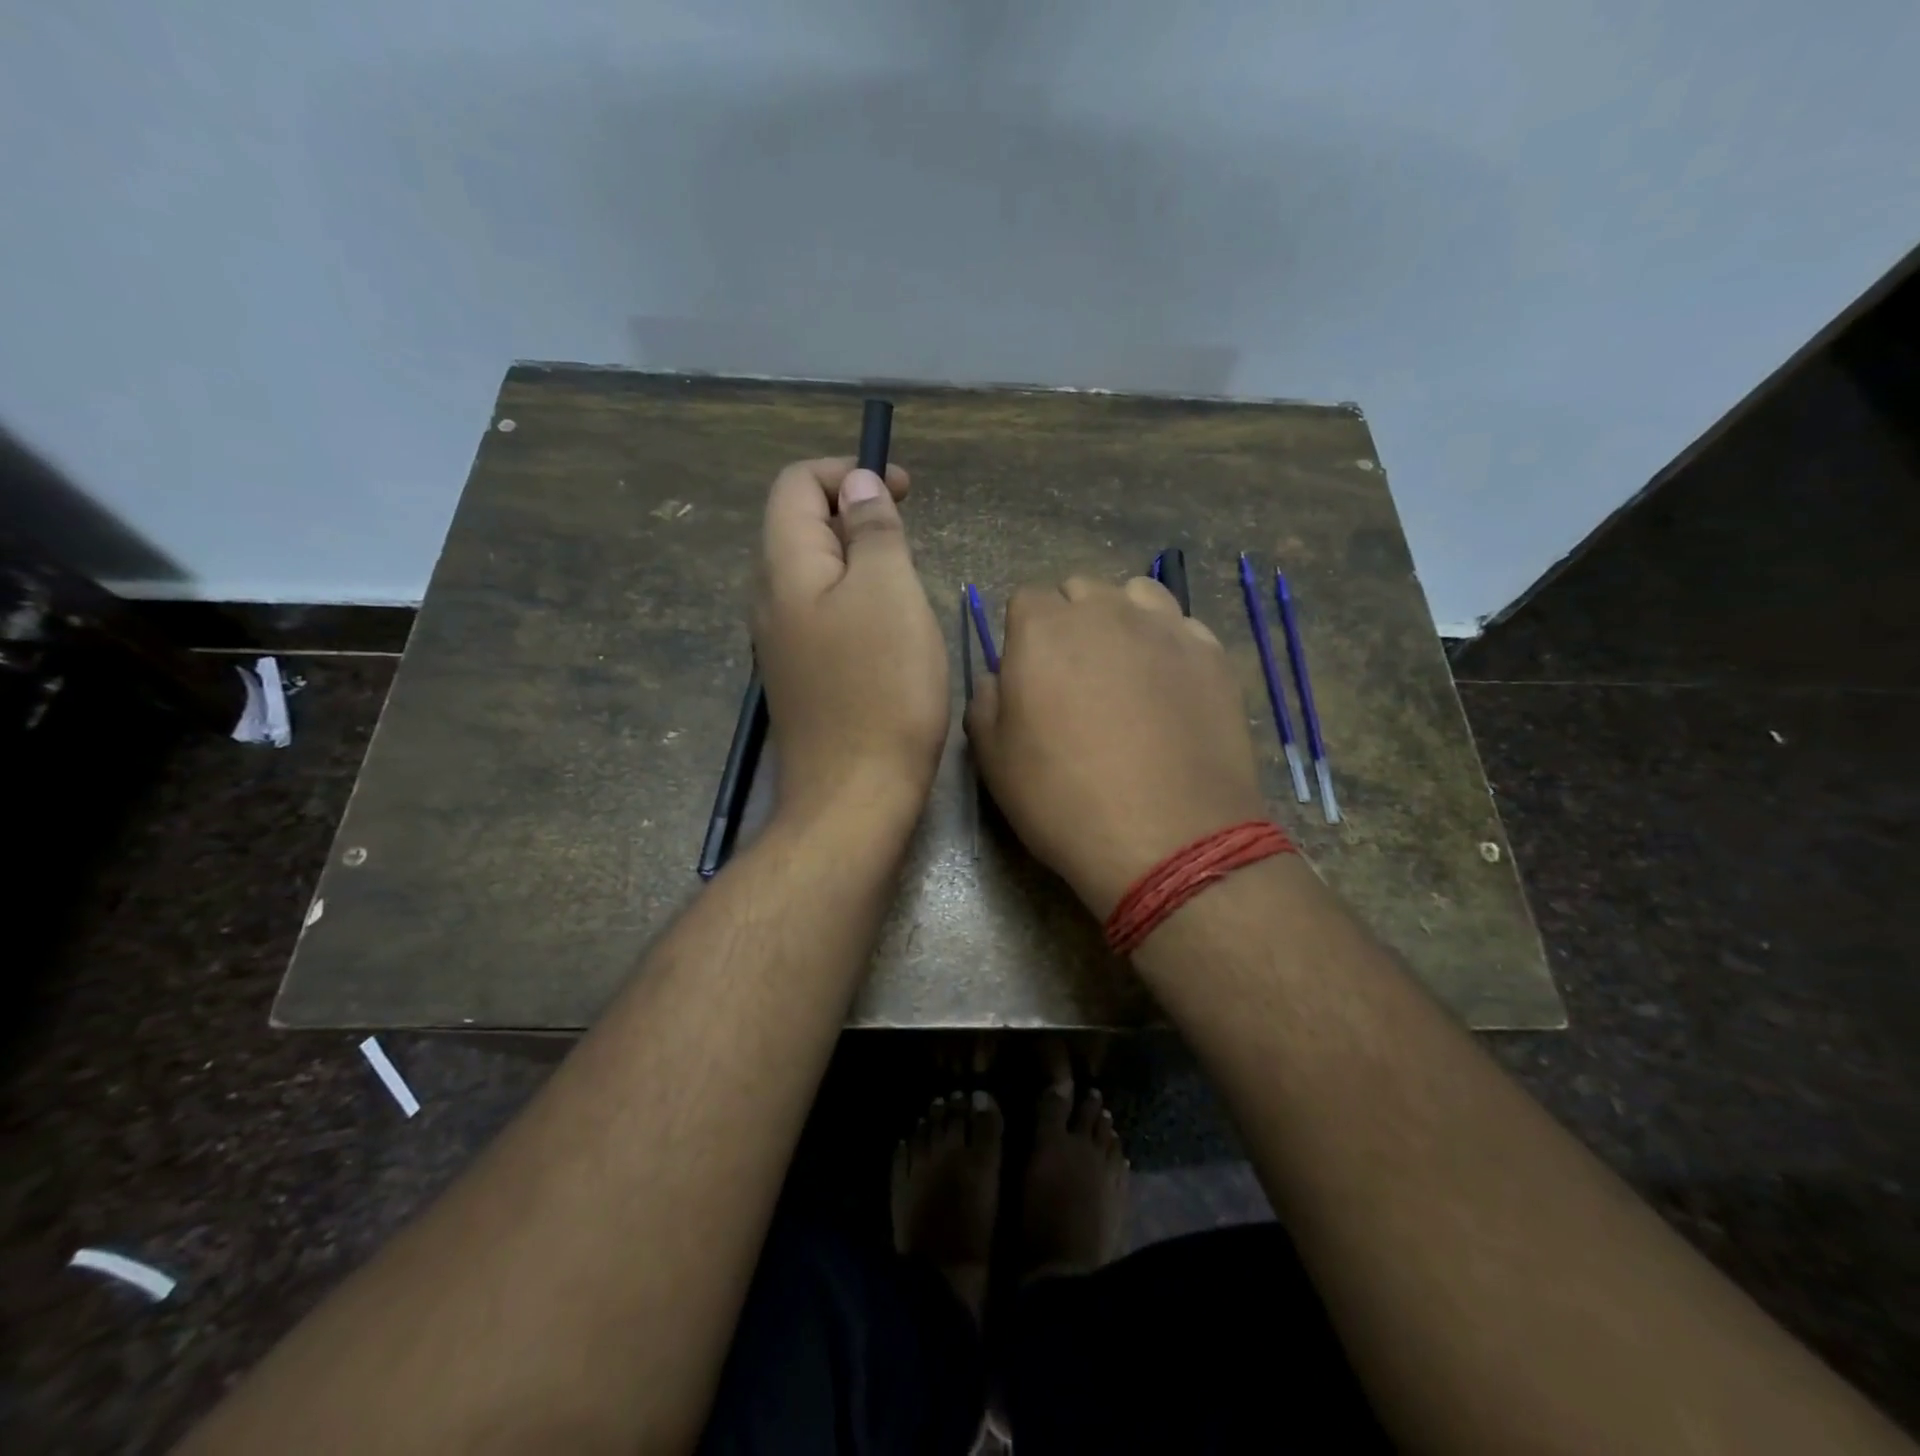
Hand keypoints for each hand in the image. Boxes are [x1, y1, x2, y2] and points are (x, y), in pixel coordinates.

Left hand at [752, 458, 948, 822]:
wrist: (854, 796)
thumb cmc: (881, 689)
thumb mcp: (889, 592)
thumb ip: (872, 530)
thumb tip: (858, 486)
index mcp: (785, 567)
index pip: (796, 484)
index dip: (847, 471)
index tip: (903, 489)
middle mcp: (770, 599)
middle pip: (801, 526)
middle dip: (856, 513)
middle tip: (910, 535)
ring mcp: (782, 642)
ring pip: (815, 573)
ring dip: (860, 559)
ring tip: (906, 580)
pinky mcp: (802, 676)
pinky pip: (823, 614)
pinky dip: (856, 600)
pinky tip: (890, 629)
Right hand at [966, 577, 1266, 915]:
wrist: (1168, 838)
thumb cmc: (1064, 800)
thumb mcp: (993, 760)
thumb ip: (985, 702)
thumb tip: (999, 679)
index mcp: (1043, 629)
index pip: (1025, 601)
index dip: (1024, 636)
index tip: (1030, 676)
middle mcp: (1105, 611)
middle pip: (1080, 592)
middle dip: (1071, 622)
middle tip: (1075, 677)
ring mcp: (1165, 627)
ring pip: (1135, 595)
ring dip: (1122, 619)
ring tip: (1125, 670)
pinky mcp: (1212, 653)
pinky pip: (1182, 627)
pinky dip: (1168, 644)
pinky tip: (1169, 688)